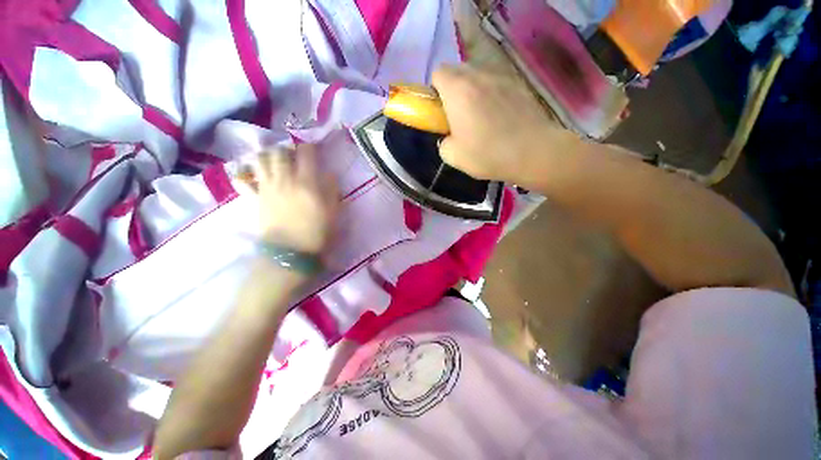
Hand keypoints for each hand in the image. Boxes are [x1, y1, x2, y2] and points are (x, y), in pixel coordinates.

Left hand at [251, 144, 337, 254]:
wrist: (291, 252)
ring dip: (267, 156)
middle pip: (279, 152)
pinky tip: (251, 174)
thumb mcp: (334, 212)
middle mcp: (285, 179)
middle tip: (293, 157)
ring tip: (274, 162)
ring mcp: (267, 188)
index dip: (309, 147)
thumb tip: (329, 174)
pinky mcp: (255, 198)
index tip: (313, 150)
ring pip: (260, 160)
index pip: (305, 153)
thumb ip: (332, 189)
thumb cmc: (318, 232)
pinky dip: (245, 173)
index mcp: (306, 182)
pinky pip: (243, 180)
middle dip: (287, 149)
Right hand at [432, 65, 576, 183]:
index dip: (436, 90)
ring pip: (479, 75)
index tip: (441, 110)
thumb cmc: (488, 154)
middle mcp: (479, 76)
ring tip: (481, 116)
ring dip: (473, 91)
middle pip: (458, 70)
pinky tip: (500, 117)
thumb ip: (443, 143)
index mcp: (458, 90)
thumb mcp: (453, 157)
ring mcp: (502, 77)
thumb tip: (449, 138)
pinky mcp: (519, 85)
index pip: (438, 72)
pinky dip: (492, 94)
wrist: (533, 152)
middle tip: (458, 115)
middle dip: (453, 89)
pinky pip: (497, 83)